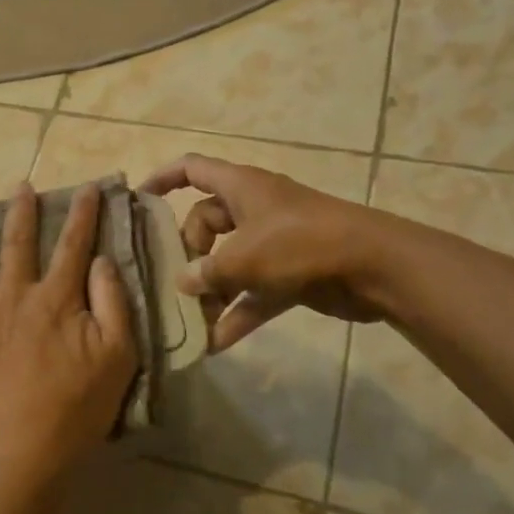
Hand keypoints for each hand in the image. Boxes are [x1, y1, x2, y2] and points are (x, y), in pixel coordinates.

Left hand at [0, 183, 137, 488]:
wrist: (19, 451)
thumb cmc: (75, 407)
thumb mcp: (116, 357)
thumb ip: (112, 304)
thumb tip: (102, 261)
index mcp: (55, 299)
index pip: (73, 246)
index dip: (83, 215)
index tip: (88, 187)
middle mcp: (14, 296)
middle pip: (18, 244)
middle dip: (22, 212)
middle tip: (20, 185)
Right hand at [141, 153, 394, 350]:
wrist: (374, 266)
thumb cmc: (301, 244)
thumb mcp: (244, 257)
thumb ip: (207, 271)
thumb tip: (183, 282)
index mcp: (240, 187)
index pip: (192, 169)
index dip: (163, 179)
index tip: (139, 201)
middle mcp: (253, 209)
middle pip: (205, 223)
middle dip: (188, 254)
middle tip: (176, 282)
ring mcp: (273, 241)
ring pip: (228, 261)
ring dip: (211, 290)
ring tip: (189, 320)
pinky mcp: (290, 273)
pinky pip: (252, 291)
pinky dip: (237, 313)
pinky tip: (215, 344)